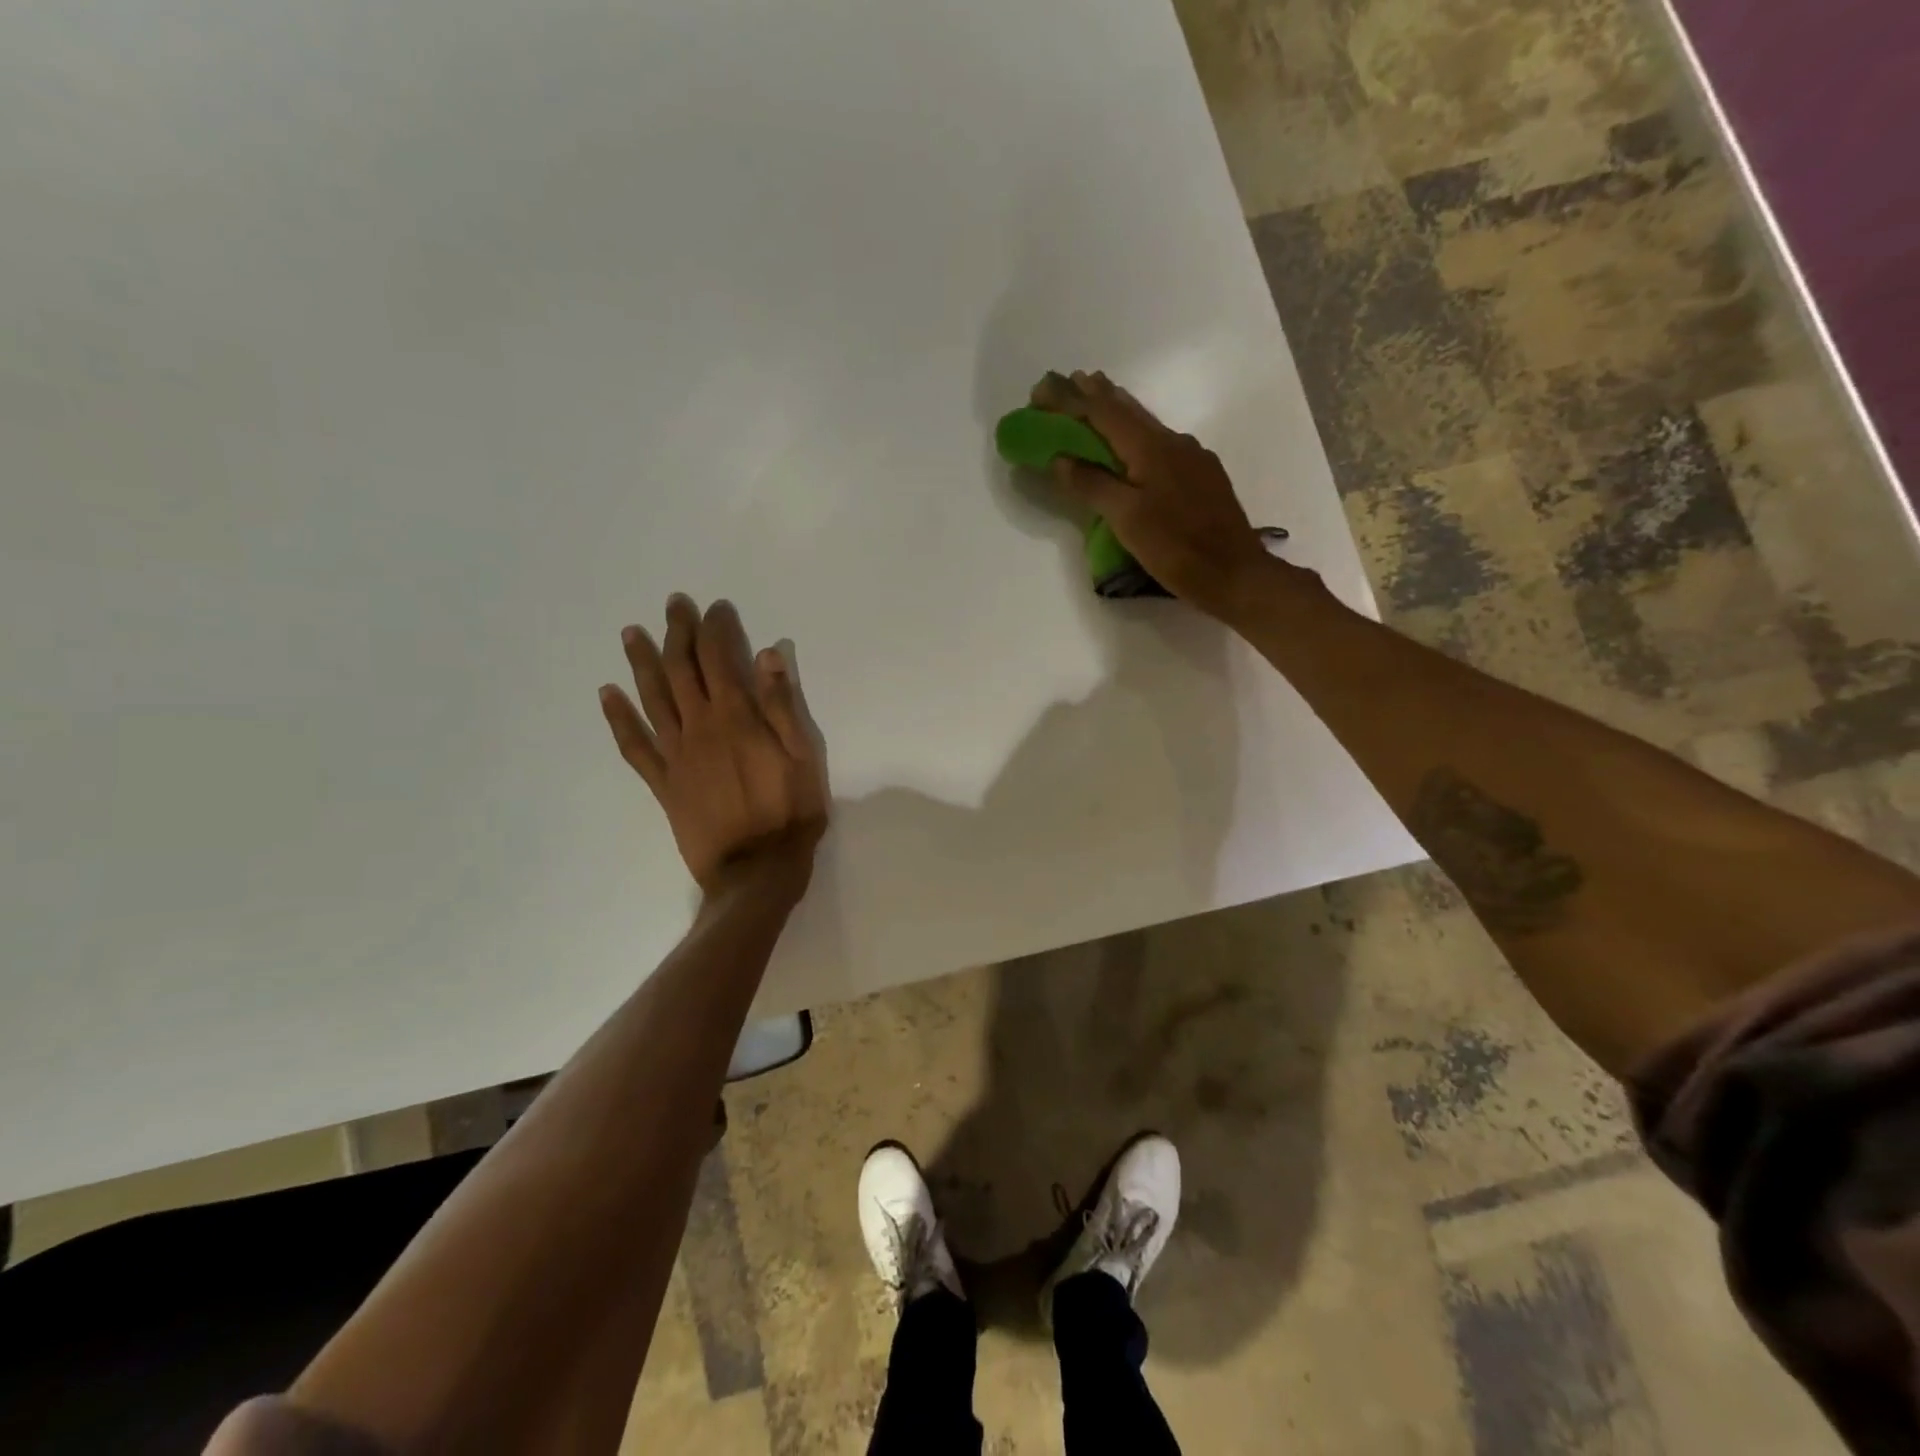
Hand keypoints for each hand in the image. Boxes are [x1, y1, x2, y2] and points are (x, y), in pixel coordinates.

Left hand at [599, 595, 828, 896]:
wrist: (756, 871)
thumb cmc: (790, 814)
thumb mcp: (803, 757)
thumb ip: (782, 706)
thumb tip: (767, 656)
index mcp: (737, 718)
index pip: (719, 659)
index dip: (715, 629)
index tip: (714, 608)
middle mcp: (700, 728)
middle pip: (681, 670)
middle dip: (677, 633)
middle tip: (673, 605)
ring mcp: (676, 755)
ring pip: (653, 699)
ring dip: (642, 663)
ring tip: (631, 633)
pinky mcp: (663, 783)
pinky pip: (634, 746)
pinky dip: (619, 719)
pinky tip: (607, 696)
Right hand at [1030, 370, 1274, 617]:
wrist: (1235, 574)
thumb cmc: (1176, 549)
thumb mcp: (1127, 520)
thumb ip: (1092, 485)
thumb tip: (1061, 459)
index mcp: (1151, 449)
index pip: (1102, 414)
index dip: (1069, 400)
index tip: (1040, 390)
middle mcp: (1173, 443)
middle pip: (1127, 410)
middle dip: (1093, 395)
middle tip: (1066, 381)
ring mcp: (1191, 458)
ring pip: (1145, 424)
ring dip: (1116, 410)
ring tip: (1095, 397)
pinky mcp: (1201, 476)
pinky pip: (1159, 443)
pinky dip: (1135, 434)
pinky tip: (1132, 444)